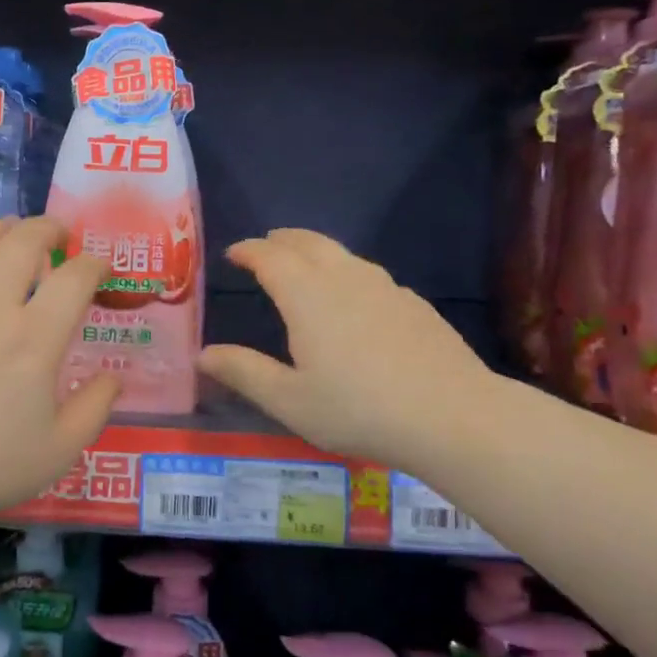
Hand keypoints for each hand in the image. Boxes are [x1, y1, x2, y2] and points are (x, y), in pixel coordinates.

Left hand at [0, 217, 119, 524]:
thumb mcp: (62, 448)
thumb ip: (96, 406)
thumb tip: (113, 378)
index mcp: (36, 338)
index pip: (75, 276)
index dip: (96, 264)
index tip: (101, 271)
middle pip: (23, 240)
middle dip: (49, 228)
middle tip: (60, 237)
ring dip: (4, 231)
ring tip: (15, 238)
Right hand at [197, 228, 494, 464]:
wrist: (453, 416)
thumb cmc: (359, 410)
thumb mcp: (289, 400)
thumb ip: (244, 372)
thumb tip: (203, 354)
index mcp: (307, 297)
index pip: (270, 258)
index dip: (249, 251)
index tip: (234, 253)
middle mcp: (345, 279)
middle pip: (308, 243)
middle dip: (281, 240)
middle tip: (264, 247)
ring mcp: (385, 287)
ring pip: (342, 253)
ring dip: (314, 251)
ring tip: (302, 264)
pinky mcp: (413, 303)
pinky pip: (368, 273)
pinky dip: (346, 272)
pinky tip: (352, 297)